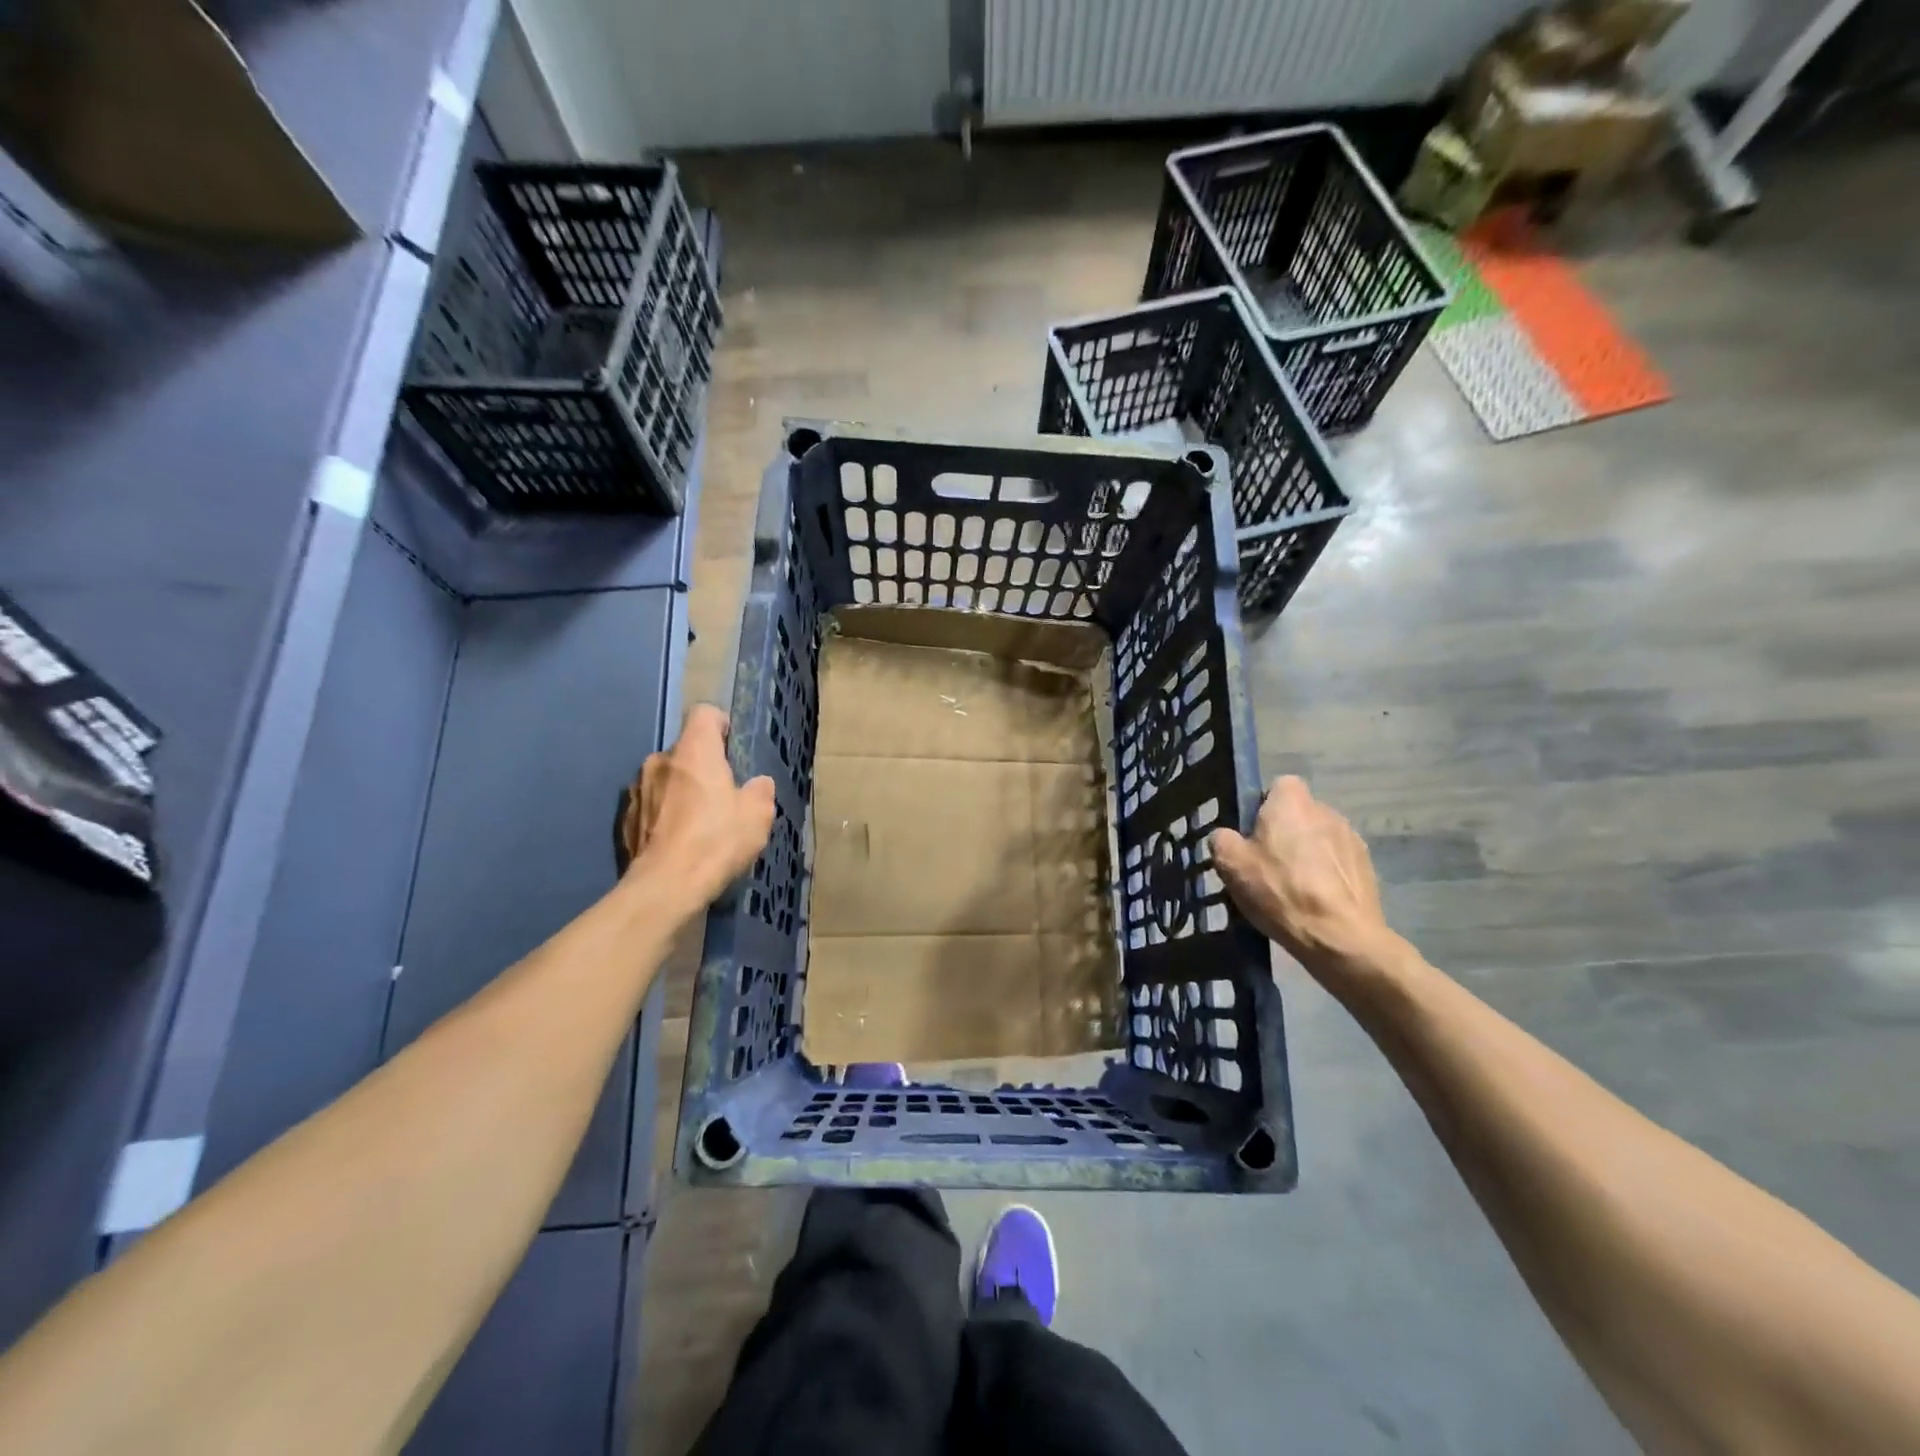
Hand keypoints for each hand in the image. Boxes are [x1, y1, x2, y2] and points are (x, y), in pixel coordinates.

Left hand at [621, 705, 774, 908]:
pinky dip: (664, 815)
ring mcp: (637, 789)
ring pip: (666, 778)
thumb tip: (757, 784)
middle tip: (723, 794)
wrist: (665, 887)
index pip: (704, 713)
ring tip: (699, 822)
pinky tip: (678, 841)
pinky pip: (651, 805)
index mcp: (694, 751)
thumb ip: (760, 791)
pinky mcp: (624, 818)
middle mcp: (660, 760)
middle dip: (703, 765)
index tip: (733, 749)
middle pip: (685, 749)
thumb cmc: (716, 841)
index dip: (721, 725)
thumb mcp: (758, 815)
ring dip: (681, 791)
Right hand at [1211, 776, 1388, 972]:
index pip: (1279, 785)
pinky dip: (1327, 875)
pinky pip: (1338, 862)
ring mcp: (1352, 838)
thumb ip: (1222, 840)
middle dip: (1286, 832)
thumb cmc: (1280, 890)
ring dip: (1308, 853)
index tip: (1252, 834)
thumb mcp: (1231, 865)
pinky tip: (1316, 901)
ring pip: (1320, 838)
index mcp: (1292, 802)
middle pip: (1299, 814)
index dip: (1264, 806)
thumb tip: (1226, 836)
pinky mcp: (1368, 867)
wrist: (1339, 936)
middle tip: (1267, 864)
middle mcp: (1326, 810)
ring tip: (1293, 887)